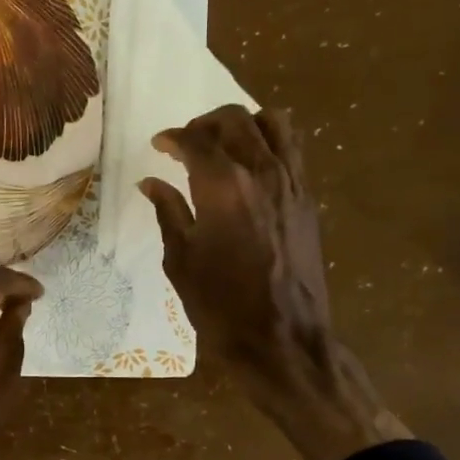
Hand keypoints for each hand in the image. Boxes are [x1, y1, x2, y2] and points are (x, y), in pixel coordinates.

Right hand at [140, 105, 407, 459]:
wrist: (283, 340)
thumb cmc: (221, 306)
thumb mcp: (181, 260)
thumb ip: (168, 212)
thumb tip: (151, 183)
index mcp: (223, 187)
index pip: (195, 140)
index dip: (173, 137)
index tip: (160, 145)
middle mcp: (261, 172)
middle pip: (235, 120)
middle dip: (206, 123)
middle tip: (189, 142)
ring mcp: (292, 183)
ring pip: (274, 123)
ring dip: (246, 123)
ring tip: (226, 144)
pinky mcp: (308, 199)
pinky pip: (293, 150)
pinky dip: (271, 142)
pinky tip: (253, 166)